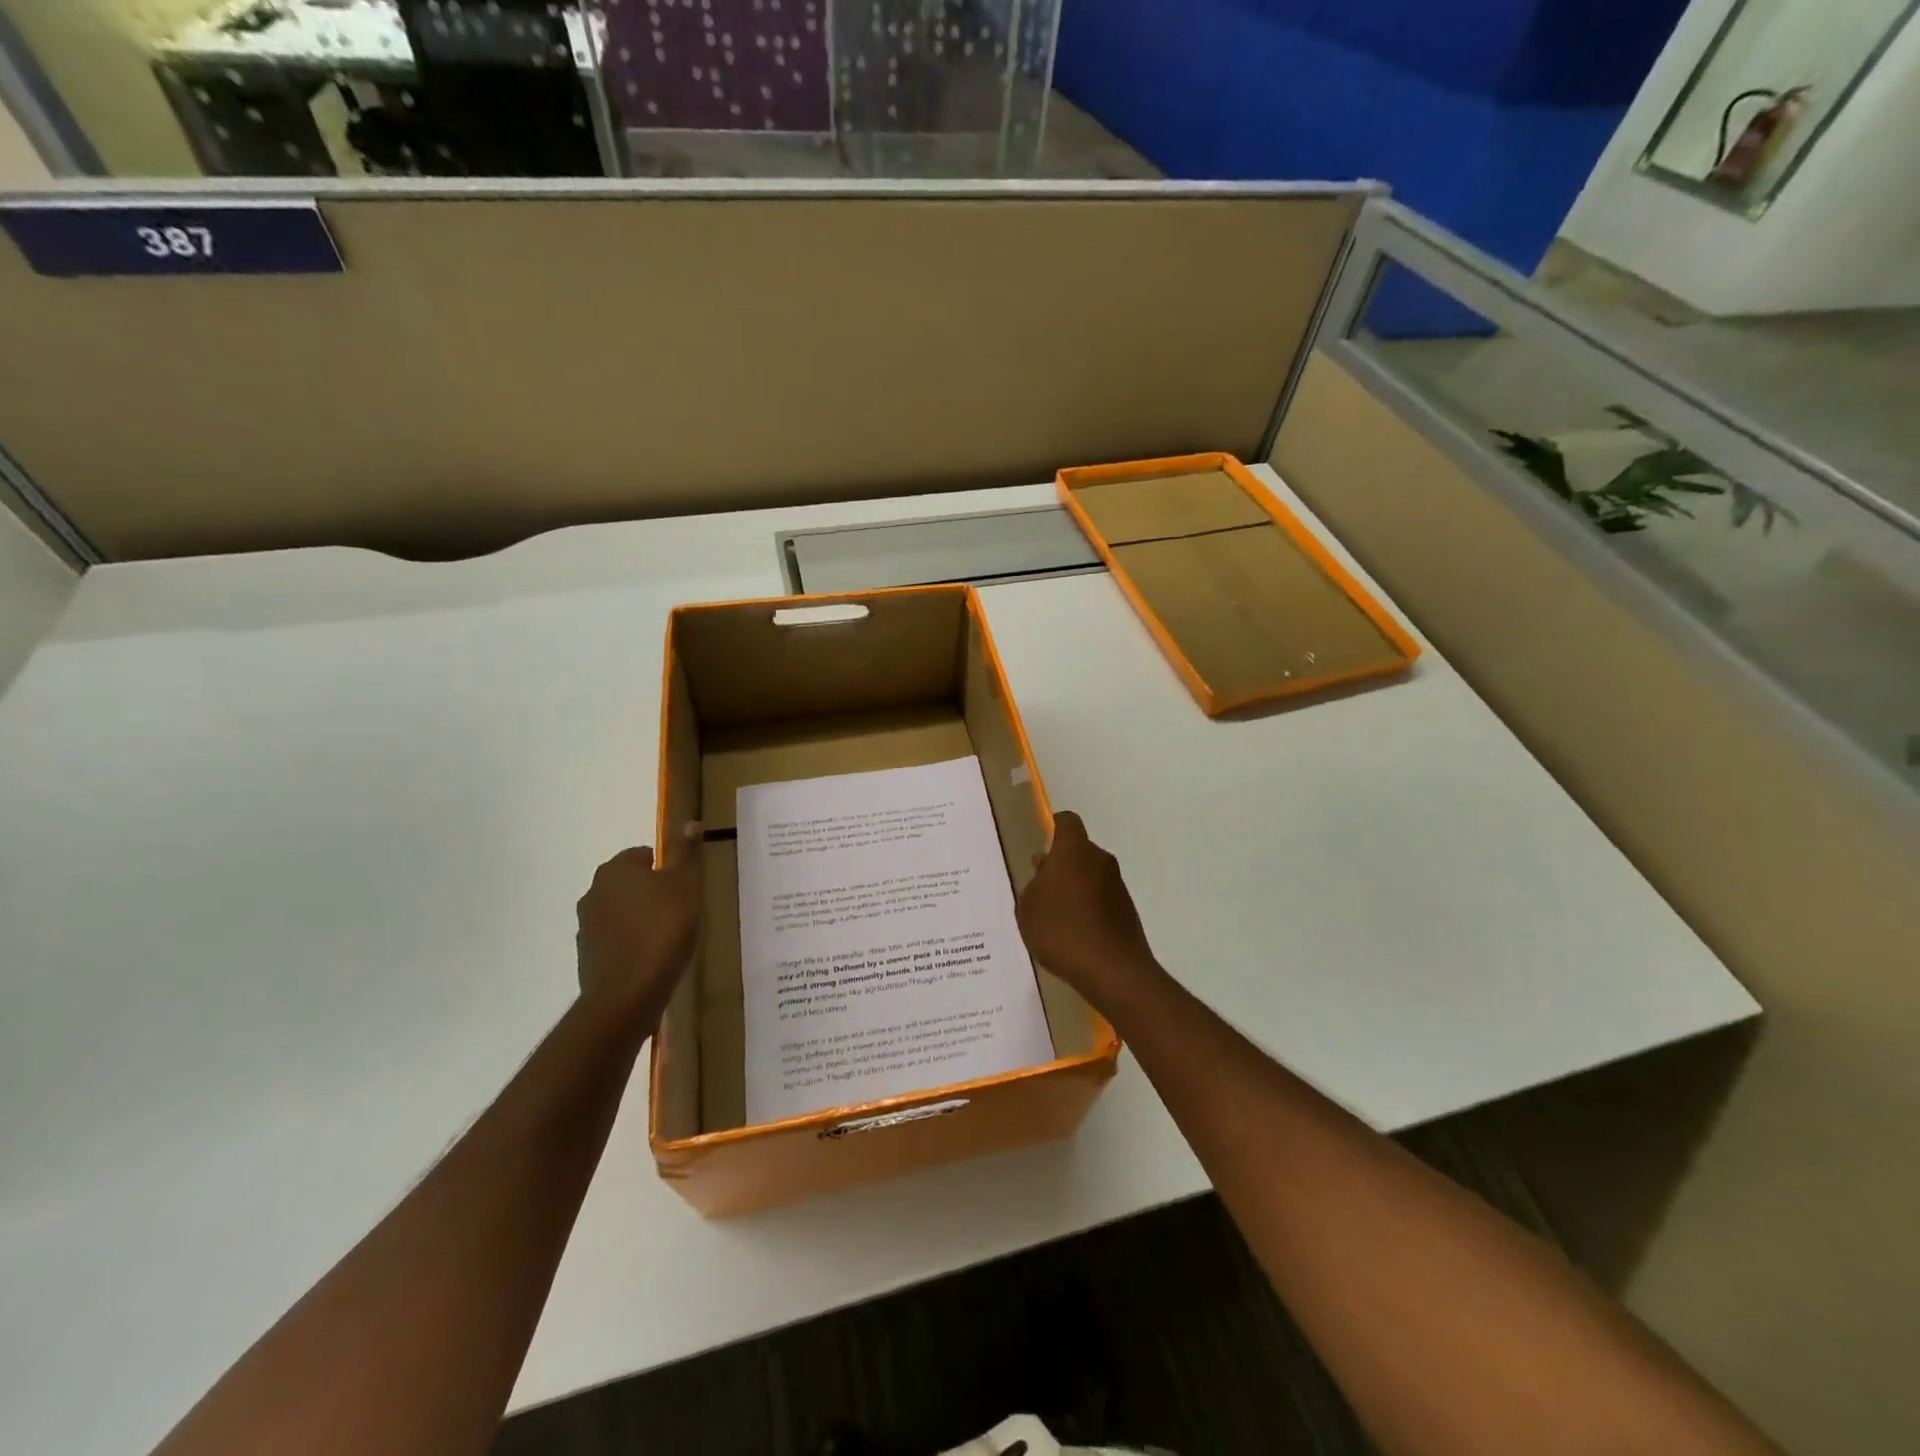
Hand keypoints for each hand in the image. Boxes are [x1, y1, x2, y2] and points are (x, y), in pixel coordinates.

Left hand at [576, 823, 703, 1027]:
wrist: (628, 994)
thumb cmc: (663, 929)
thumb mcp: (687, 885)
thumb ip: (687, 853)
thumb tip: (689, 822)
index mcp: (615, 870)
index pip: (644, 855)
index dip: (668, 869)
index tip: (685, 889)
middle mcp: (594, 892)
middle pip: (631, 884)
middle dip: (653, 894)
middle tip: (681, 912)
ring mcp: (586, 927)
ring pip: (622, 912)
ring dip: (641, 919)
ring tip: (669, 938)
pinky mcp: (587, 956)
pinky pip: (616, 940)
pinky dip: (632, 944)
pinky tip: (652, 959)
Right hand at [1016, 811, 1157, 1002]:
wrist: (1113, 970)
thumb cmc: (1061, 931)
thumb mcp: (1028, 908)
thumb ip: (1033, 885)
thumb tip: (1045, 871)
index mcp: (1074, 850)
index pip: (1067, 822)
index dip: (1053, 827)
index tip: (1041, 843)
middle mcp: (1100, 860)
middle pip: (1078, 851)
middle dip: (1061, 864)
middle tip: (1041, 888)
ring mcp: (1117, 885)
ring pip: (1090, 875)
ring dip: (1075, 887)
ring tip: (1055, 917)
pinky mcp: (1127, 909)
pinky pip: (1101, 899)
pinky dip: (1089, 908)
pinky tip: (1074, 934)